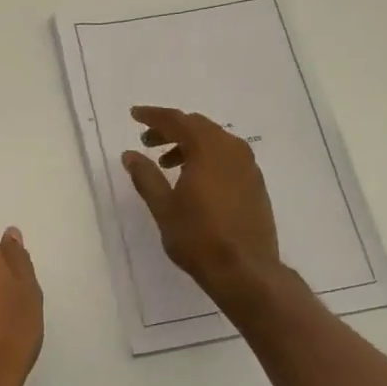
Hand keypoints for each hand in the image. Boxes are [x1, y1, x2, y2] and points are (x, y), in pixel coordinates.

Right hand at [122, 107, 282, 301]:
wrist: (246, 270)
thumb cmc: (198, 237)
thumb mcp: (163, 207)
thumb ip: (146, 176)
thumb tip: (130, 154)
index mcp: (208, 148)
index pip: (177, 120)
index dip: (153, 116)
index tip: (135, 115)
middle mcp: (232, 149)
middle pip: (198, 126)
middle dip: (171, 130)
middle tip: (148, 141)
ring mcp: (248, 166)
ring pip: (214, 142)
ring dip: (189, 145)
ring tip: (167, 165)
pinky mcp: (255, 184)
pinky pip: (227, 158)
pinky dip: (207, 159)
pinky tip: (194, 180)